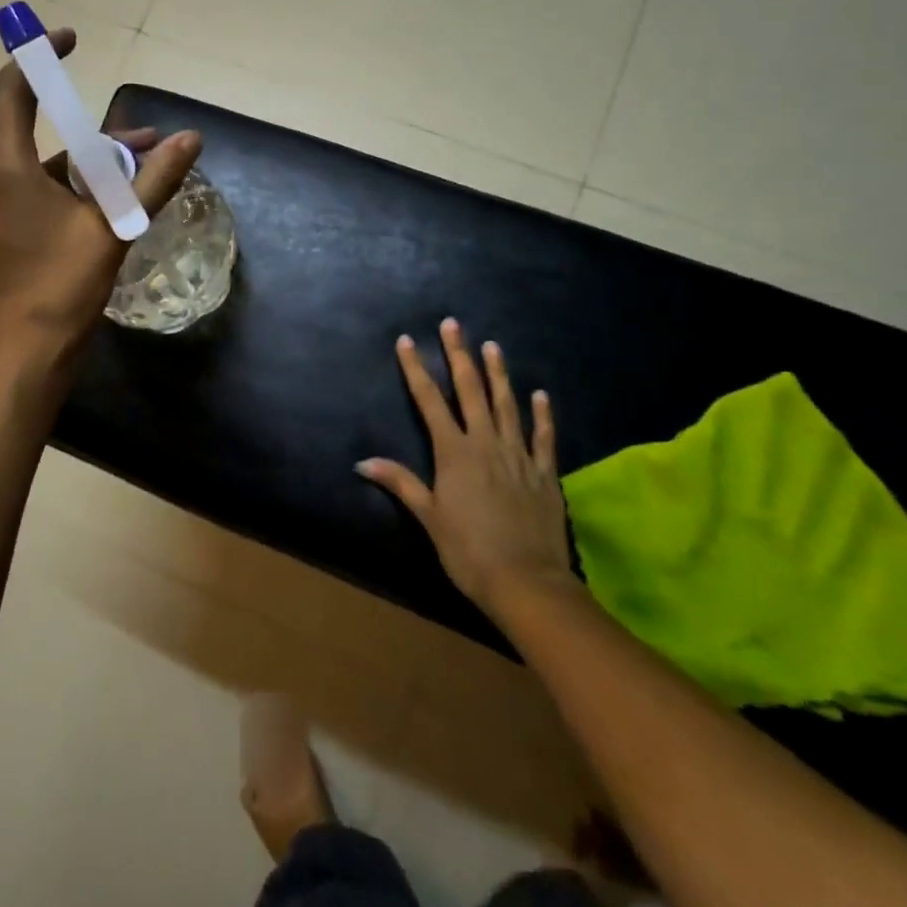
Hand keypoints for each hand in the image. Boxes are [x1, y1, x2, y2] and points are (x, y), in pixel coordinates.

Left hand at [0, 29, 200, 363]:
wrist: (31, 349)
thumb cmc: (64, 285)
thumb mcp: (114, 227)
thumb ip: (153, 180)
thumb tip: (191, 138)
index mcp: (6, 168)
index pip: (12, 91)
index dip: (38, 58)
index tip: (70, 40)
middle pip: (39, 129)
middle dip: (95, 130)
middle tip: (147, 140)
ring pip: (46, 164)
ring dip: (92, 163)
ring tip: (145, 171)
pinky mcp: (7, 227)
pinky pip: (42, 189)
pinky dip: (77, 186)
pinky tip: (117, 201)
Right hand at [358, 318, 578, 620]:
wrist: (526, 582)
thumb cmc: (468, 551)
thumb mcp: (429, 517)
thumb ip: (400, 483)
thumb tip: (362, 462)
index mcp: (454, 452)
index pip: (429, 401)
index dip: (416, 369)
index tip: (407, 340)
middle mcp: (486, 443)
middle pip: (470, 390)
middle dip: (459, 355)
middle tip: (453, 324)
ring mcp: (518, 455)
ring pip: (507, 404)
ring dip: (498, 373)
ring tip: (492, 345)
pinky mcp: (544, 473)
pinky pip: (543, 437)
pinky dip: (542, 415)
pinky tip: (540, 394)